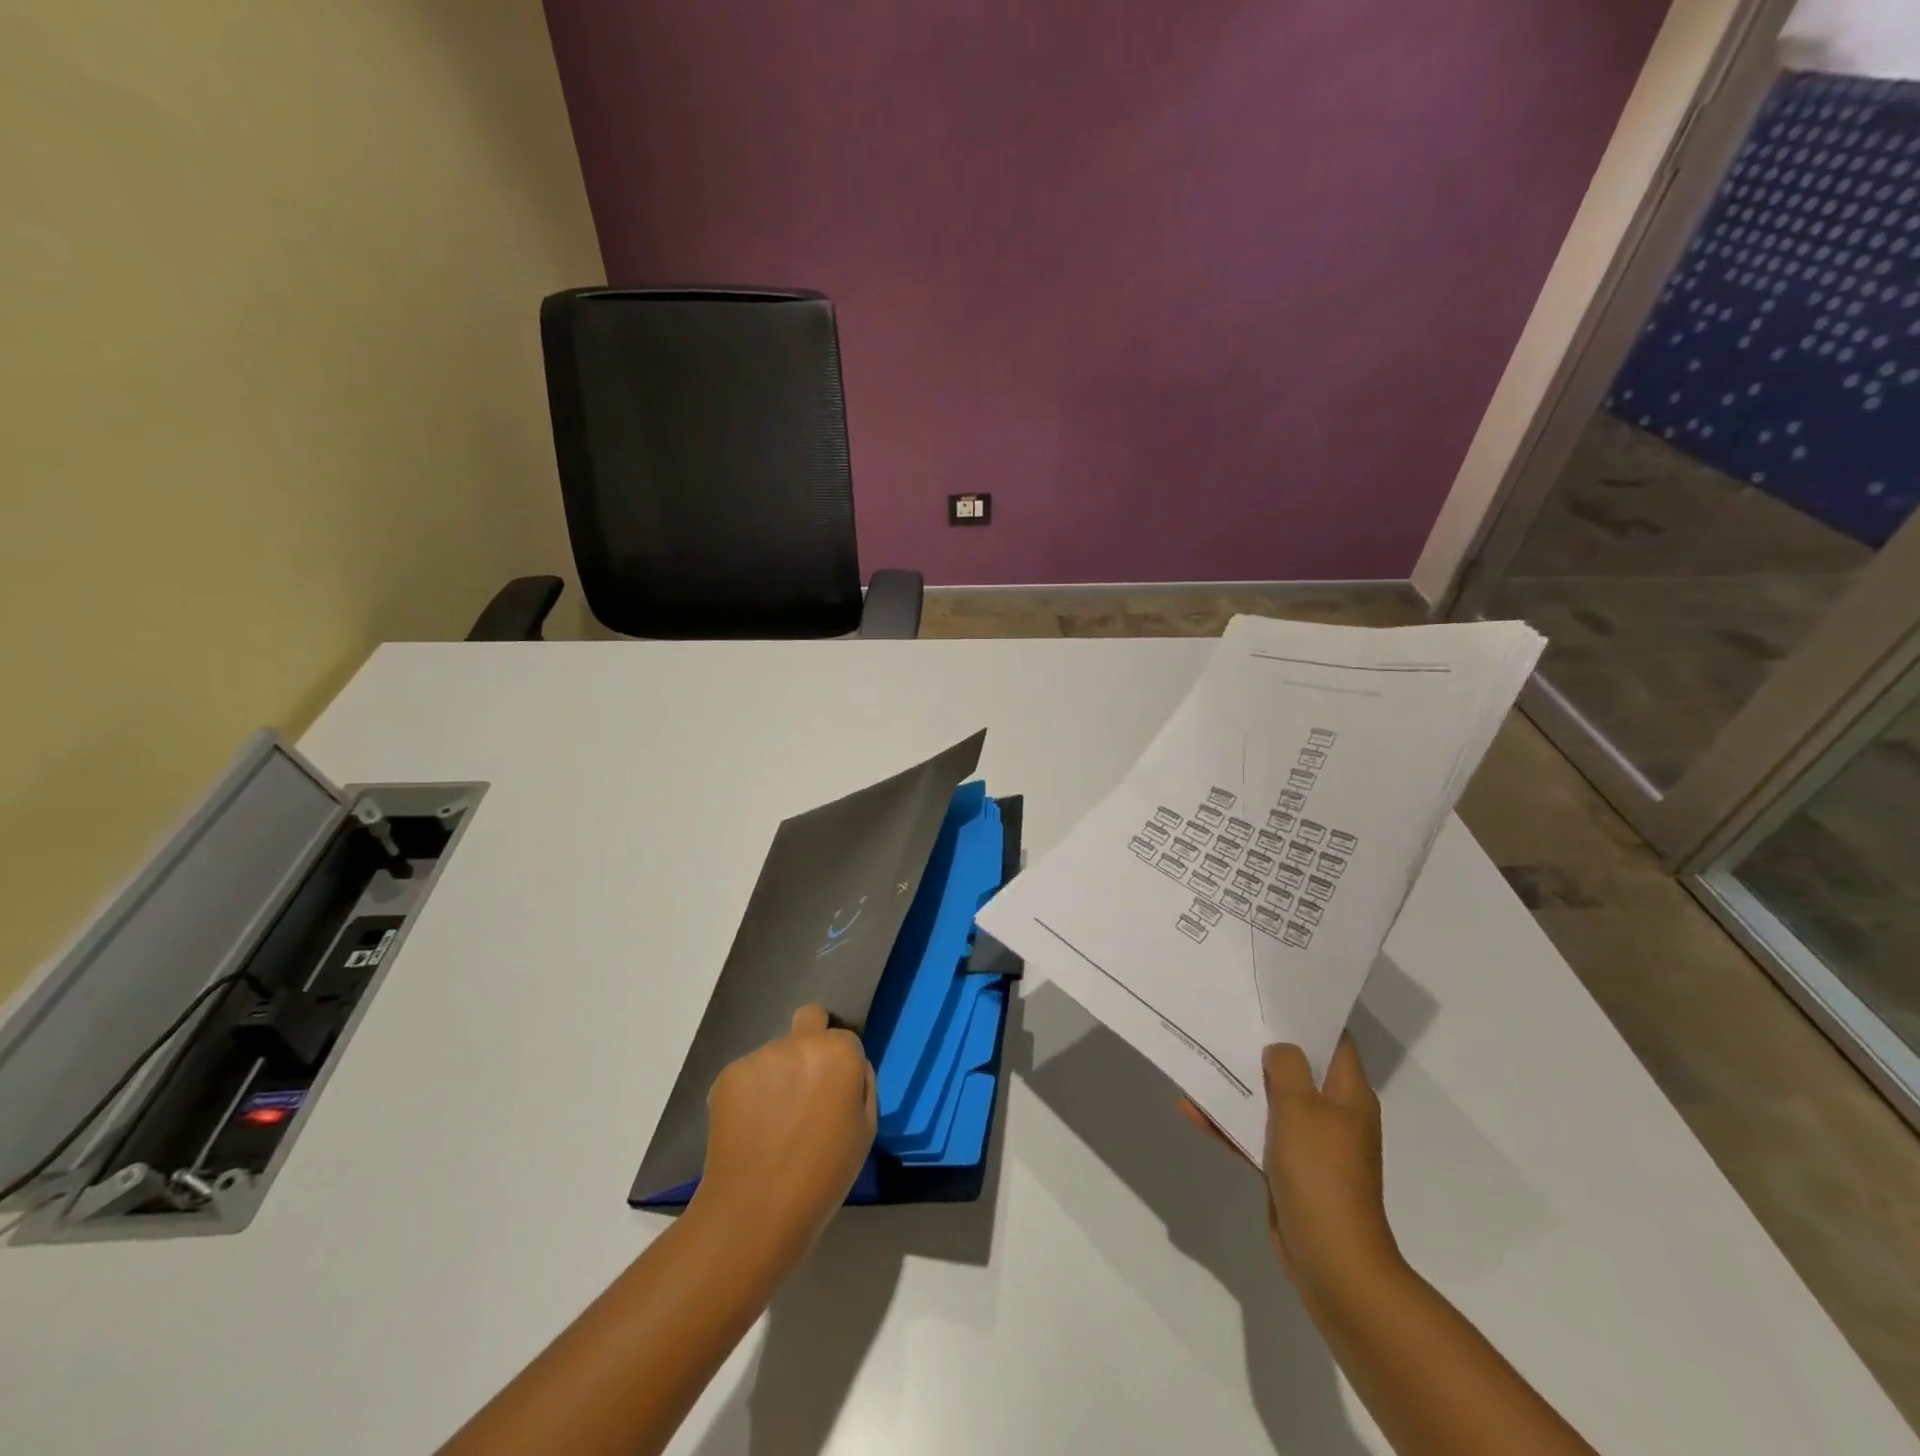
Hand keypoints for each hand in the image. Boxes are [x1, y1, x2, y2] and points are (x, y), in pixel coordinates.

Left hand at [692, 1005, 876, 1276]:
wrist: (756, 1209)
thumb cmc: (823, 1176)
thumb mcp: (866, 1131)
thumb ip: (861, 1086)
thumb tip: (849, 1067)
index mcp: (840, 1052)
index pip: (844, 1038)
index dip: (840, 1064)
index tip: (833, 1093)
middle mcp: (800, 1042)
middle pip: (809, 1021)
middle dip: (809, 1041)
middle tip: (803, 1088)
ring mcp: (761, 1056)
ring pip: (775, 1053)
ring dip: (778, 1075)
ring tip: (772, 1122)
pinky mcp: (728, 1074)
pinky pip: (747, 1075)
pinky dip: (750, 1094)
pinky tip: (749, 1129)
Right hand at [1180, 1036, 1400, 1308]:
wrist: (1331, 1260)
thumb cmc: (1321, 1172)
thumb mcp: (1299, 1106)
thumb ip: (1285, 1067)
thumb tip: (1278, 1050)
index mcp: (1348, 1094)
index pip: (1334, 1040)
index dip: (1307, 1014)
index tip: (1271, 994)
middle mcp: (1333, 1114)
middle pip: (1297, 1068)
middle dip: (1263, 1046)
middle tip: (1228, 1016)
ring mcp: (1311, 1144)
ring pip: (1271, 1101)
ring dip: (1239, 1084)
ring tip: (1202, 1055)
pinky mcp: (1288, 1170)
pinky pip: (1255, 1134)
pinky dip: (1229, 1123)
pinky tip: (1191, 1108)